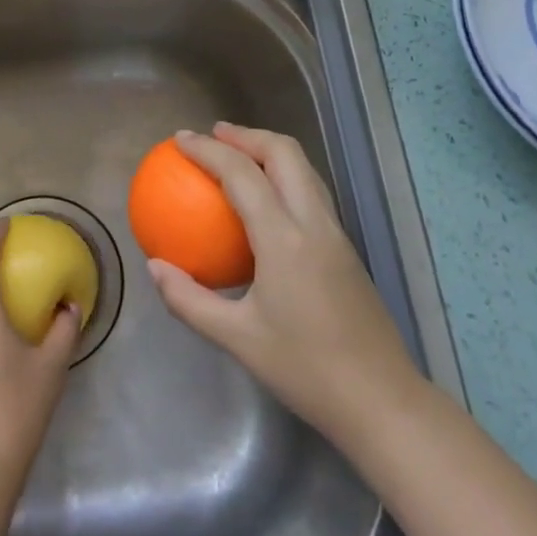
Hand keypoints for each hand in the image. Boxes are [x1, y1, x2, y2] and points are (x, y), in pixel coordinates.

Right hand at [147, 123, 422, 447]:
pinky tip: (265, 201)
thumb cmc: (306, 370)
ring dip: (269, 150)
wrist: (382, 401)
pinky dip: (284, 175)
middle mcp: (314, 222)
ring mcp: (336, 232)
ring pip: (304, 168)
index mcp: (284, 238)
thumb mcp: (237, 339)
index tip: (180, 139)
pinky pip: (311, 191)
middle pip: (284, 152)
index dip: (208, 150)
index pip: (241, 174)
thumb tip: (154, 267)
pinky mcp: (346, 247)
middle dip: (246, 134)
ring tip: (237, 154)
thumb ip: (190, 300)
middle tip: (213, 135)